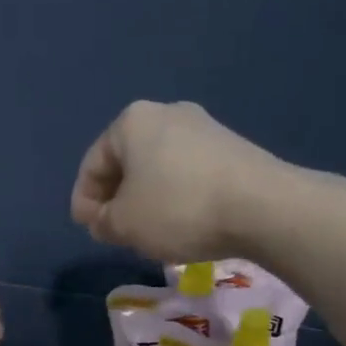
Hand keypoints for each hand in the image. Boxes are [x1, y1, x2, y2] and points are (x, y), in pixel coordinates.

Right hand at [69, 100, 286, 262]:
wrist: (262, 206)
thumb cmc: (178, 209)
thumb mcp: (124, 224)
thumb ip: (102, 221)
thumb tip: (102, 219)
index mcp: (131, 121)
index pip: (93, 164)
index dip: (84, 201)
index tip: (89, 231)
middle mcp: (166, 112)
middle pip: (127, 163)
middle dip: (116, 199)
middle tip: (116, 233)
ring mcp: (203, 127)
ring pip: (158, 168)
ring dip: (147, 199)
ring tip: (149, 233)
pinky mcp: (231, 147)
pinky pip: (187, 173)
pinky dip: (176, 197)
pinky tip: (182, 223)